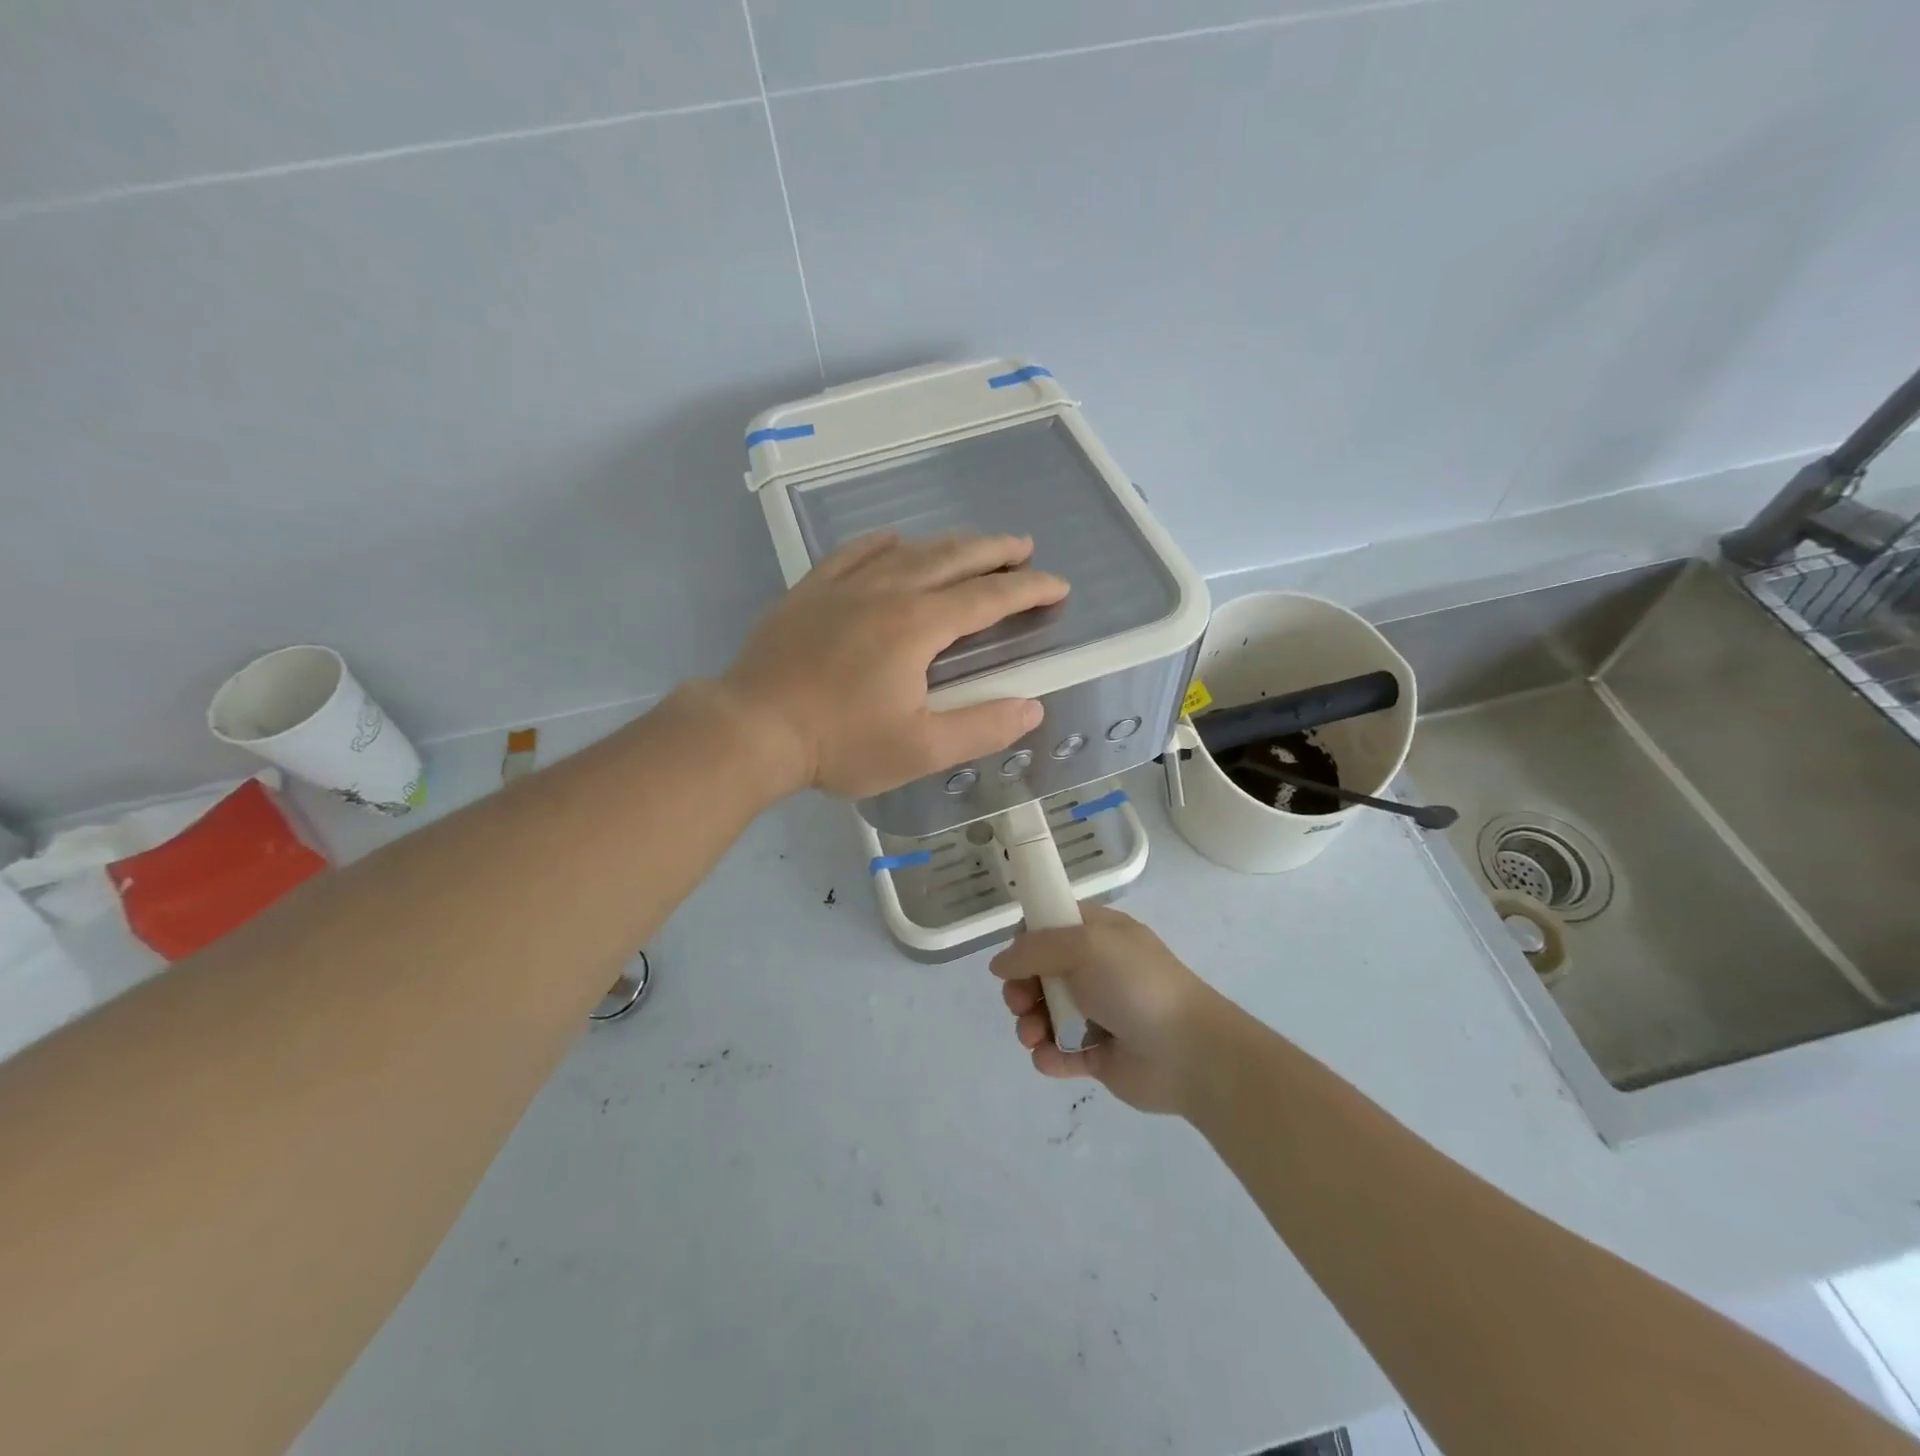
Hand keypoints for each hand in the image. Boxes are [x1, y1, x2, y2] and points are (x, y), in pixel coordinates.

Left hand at [722, 531, 1068, 798]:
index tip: (1057, 585)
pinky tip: (893, 539)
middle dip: (995, 551)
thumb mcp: (921, 748)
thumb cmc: (841, 742)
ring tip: (972, 544)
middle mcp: (888, 591)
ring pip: (908, 551)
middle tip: (1023, 547)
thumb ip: (981, 726)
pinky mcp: (811, 592)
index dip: (1029, 590)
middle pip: (952, 559)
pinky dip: (882, 543)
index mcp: (919, 624)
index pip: (989, 597)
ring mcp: (845, 586)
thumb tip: (1032, 707)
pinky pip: (854, 553)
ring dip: (948, 544)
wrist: (753, 727)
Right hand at [989, 906, 1232, 1115]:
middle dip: (1021, 988)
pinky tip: (1051, 1058)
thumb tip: (999, 963)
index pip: (1052, 926)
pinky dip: (1049, 1056)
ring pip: (1045, 1014)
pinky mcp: (1098, 1055)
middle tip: (1019, 1002)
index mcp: (1099, 935)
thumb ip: (1035, 949)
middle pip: (1040, 973)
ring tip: (1033, 1036)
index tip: (1014, 957)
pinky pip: (1060, 1052)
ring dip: (1029, 1024)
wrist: (1189, 1053)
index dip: (1027, 939)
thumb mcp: (1084, 946)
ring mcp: (1097, 1013)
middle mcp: (1096, 970)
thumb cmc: (1135, 985)